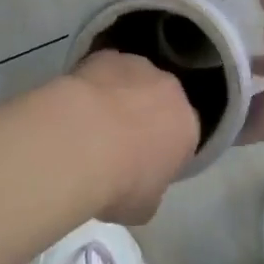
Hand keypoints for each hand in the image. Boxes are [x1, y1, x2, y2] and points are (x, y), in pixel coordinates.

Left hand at [67, 50, 199, 223]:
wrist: (81, 141)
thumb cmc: (120, 183)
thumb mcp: (144, 207)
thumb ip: (151, 191)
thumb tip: (142, 186)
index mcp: (187, 127)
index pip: (184, 136)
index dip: (165, 149)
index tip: (144, 165)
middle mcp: (170, 90)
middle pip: (162, 100)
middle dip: (146, 115)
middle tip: (118, 141)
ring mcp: (138, 66)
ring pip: (134, 79)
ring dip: (121, 94)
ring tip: (92, 121)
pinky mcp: (105, 55)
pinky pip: (105, 69)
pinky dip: (95, 82)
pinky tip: (76, 103)